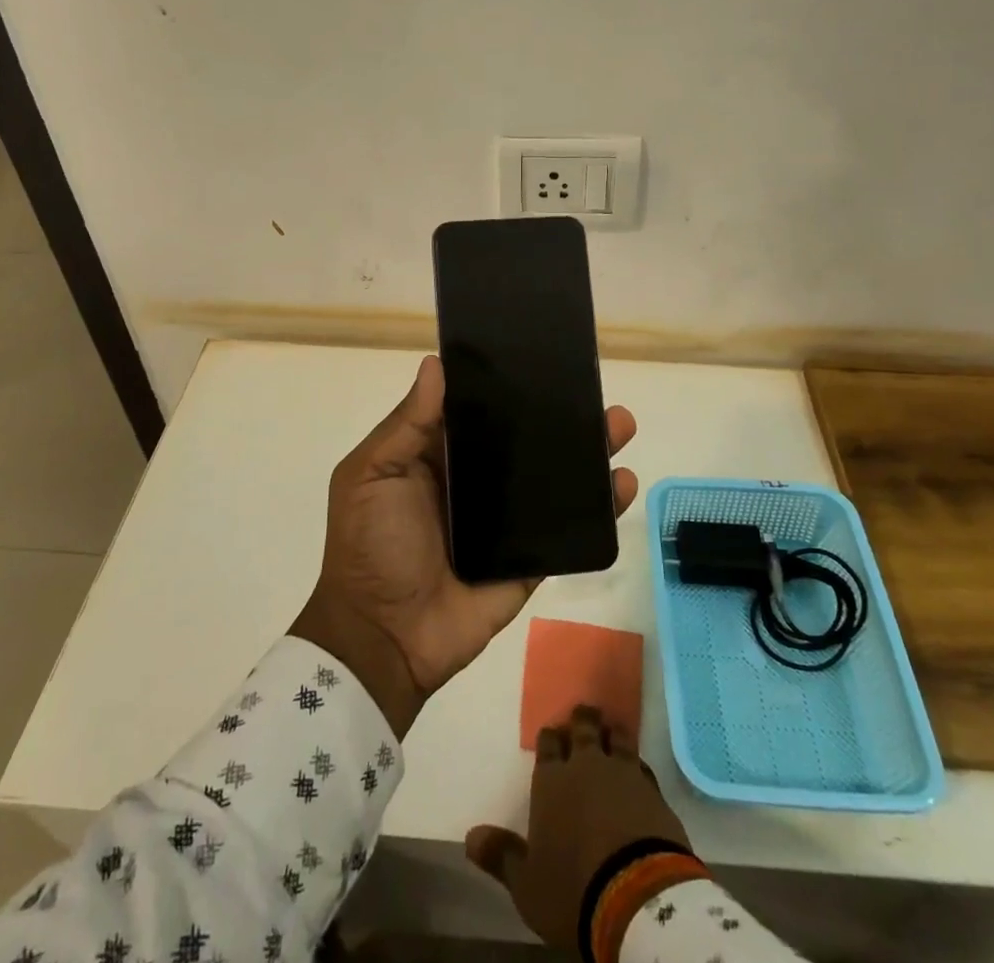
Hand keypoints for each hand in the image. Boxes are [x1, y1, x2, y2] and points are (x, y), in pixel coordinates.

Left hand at [290, 355, 638, 736]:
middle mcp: (475, 479)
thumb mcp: (372, 475)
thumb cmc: (371, 545)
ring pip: (552, 478)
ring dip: (587, 453)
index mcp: (438, 454)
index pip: (479, 408)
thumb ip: (407, 424)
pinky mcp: (528, 556)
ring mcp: (505, 519)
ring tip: (619, 427)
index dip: (507, 382)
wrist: (384, 638)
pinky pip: (566, 528)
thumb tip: (435, 363)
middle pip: (524, 438)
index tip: (542, 354)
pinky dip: (597, 509)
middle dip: (560, 414)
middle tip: (594, 390)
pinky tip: (622, 484)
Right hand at [466, 706, 690, 950]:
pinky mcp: (653, 790)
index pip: (548, 746)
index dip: (549, 739)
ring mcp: (623, 773)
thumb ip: (501, 855)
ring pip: (616, 738)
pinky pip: (641, 764)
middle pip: (583, 730)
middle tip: (583, 714)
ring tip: (610, 728)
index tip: (551, 735)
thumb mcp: (527, 883)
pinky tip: (637, 766)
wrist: (637, 896)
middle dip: (581, 720)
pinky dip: (636, 762)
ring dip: (611, 732)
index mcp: (552, 781)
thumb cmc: (572, 888)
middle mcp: (586, 766)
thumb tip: (470, 836)